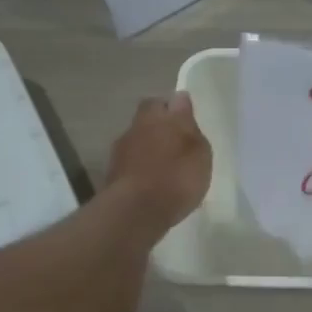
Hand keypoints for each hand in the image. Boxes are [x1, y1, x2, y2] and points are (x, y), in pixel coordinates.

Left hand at [106, 92, 211, 231]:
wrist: (136, 210)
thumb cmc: (176, 178)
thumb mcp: (199, 153)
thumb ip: (190, 128)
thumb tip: (181, 103)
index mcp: (161, 117)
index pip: (171, 100)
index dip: (179, 106)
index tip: (188, 116)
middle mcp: (139, 126)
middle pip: (149, 115)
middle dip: (160, 122)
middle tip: (176, 137)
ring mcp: (122, 149)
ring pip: (138, 138)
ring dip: (149, 145)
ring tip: (165, 163)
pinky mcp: (113, 172)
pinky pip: (131, 161)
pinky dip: (141, 166)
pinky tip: (152, 180)